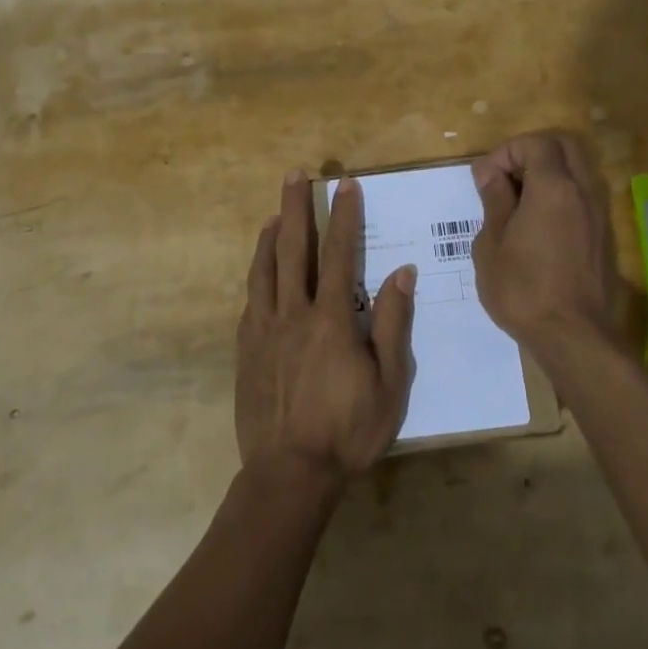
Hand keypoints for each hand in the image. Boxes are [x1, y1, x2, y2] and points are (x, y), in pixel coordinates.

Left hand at [235, 170, 416, 484]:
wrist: (289, 472)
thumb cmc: (348, 430)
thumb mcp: (390, 383)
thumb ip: (393, 324)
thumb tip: (401, 273)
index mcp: (332, 320)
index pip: (340, 255)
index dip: (344, 217)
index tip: (346, 186)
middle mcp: (293, 314)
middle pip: (292, 249)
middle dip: (295, 208)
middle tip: (295, 175)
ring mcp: (264, 330)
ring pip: (264, 270)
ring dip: (269, 236)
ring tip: (273, 212)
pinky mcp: (245, 349)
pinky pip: (250, 299)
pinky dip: (256, 273)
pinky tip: (260, 268)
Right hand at [471, 132, 622, 349]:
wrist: (574, 336)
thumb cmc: (522, 289)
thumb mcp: (491, 244)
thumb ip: (494, 200)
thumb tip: (489, 172)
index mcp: (554, 187)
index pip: (535, 143)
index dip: (506, 152)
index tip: (486, 179)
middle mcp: (583, 191)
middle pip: (564, 146)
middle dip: (531, 153)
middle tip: (505, 181)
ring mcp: (599, 213)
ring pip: (577, 170)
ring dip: (548, 174)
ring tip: (518, 204)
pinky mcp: (604, 236)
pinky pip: (583, 197)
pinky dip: (561, 196)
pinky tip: (538, 226)